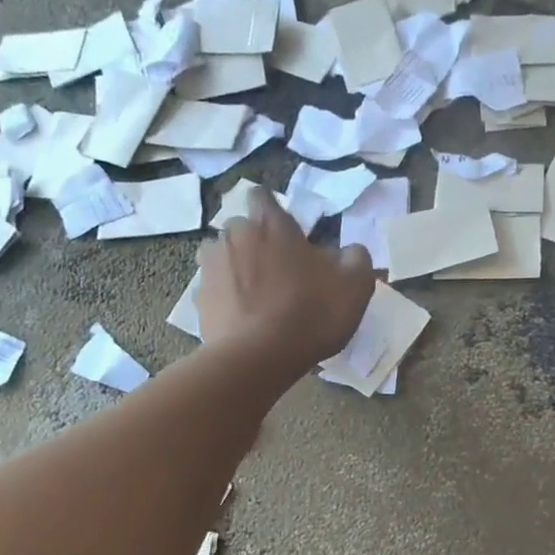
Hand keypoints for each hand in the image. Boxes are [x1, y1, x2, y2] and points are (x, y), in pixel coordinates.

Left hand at [198, 189, 372, 373]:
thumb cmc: (311, 312)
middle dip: (255, 242)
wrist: (259, 358)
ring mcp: (210, 268)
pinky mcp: (199, 301)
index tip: (289, 233)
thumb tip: (348, 251)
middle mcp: (234, 236)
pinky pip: (214, 291)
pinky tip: (244, 319)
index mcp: (270, 224)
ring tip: (256, 295)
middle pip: (240, 228)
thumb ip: (355, 257)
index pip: (263, 196)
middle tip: (278, 270)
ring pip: (221, 257)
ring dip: (236, 268)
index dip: (275, 211)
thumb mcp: (355, 283)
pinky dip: (226, 299)